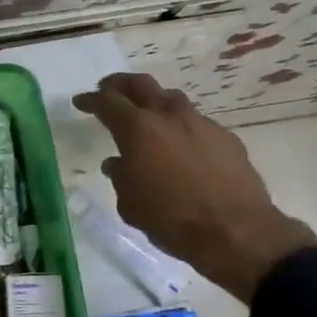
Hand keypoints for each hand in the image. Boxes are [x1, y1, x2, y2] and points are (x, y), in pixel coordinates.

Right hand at [73, 73, 316, 302]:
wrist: (236, 232)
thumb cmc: (171, 219)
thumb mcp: (130, 204)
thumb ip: (121, 177)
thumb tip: (118, 164)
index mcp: (138, 130)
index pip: (107, 102)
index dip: (91, 100)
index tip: (81, 101)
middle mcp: (169, 117)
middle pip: (141, 84)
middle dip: (121, 84)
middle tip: (109, 90)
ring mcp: (201, 124)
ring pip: (172, 99)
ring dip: (154, 102)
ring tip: (146, 116)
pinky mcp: (226, 137)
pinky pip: (196, 122)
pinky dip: (180, 127)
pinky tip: (180, 146)